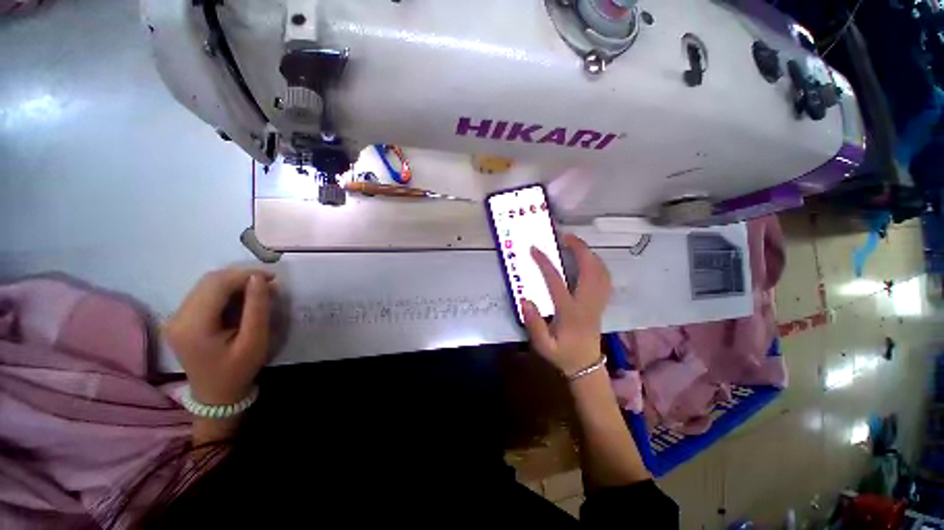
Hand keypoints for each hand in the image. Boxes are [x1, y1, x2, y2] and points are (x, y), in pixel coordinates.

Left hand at [164, 269, 275, 404]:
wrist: (216, 395)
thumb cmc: (239, 370)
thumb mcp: (255, 340)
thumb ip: (256, 307)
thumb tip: (259, 278)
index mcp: (193, 325)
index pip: (217, 284)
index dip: (245, 275)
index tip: (272, 277)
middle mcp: (177, 317)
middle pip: (209, 281)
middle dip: (240, 277)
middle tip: (267, 284)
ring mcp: (175, 318)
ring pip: (205, 285)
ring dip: (233, 283)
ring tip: (257, 291)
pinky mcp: (180, 320)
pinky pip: (203, 295)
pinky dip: (225, 292)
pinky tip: (241, 300)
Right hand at [522, 234, 611, 376]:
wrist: (586, 366)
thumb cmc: (563, 355)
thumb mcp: (543, 345)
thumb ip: (534, 324)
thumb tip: (525, 299)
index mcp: (570, 312)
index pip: (557, 282)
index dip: (545, 263)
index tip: (534, 249)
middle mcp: (587, 303)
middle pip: (589, 270)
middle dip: (579, 249)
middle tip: (565, 236)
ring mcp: (598, 302)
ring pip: (601, 272)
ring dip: (589, 254)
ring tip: (575, 243)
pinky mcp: (601, 303)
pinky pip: (605, 278)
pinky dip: (598, 264)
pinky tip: (589, 259)